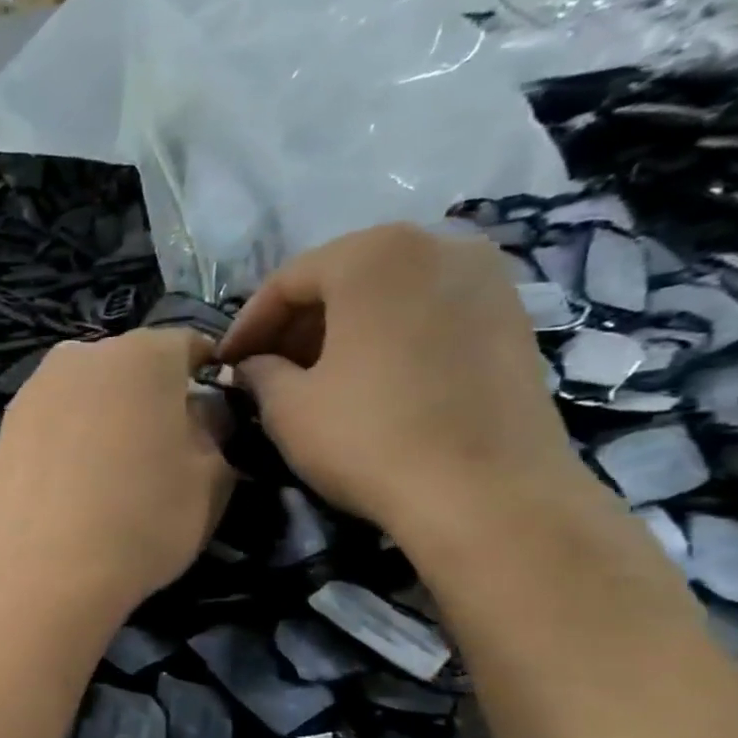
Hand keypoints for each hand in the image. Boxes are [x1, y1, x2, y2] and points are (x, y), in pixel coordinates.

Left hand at [0, 328, 234, 626]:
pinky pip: (51, 423)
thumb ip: (214, 428)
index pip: (188, 348)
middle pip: (129, 367)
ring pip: (85, 394)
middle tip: (160, 449)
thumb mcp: (213, 477)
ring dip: (103, 418)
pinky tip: (69, 485)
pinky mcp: (3, 428)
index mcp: (142, 352)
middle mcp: (80, 356)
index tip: (211, 419)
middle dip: (149, 397)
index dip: (205, 380)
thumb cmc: (142, 520)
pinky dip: (66, 441)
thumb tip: (199, 412)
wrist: (40, 571)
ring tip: (109, 472)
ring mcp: (33, 391)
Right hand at [216, 223, 587, 544]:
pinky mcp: (513, 317)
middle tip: (265, 368)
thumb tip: (253, 366)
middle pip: (342, 277)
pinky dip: (388, 336)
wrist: (487, 493)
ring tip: (313, 376)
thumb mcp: (286, 407)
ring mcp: (486, 278)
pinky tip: (368, 380)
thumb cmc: (368, 436)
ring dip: (341, 329)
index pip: (287, 281)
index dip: (247, 325)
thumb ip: (259, 372)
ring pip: (388, 293)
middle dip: (296, 323)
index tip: (225, 363)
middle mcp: (436, 245)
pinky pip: (428, 312)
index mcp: (372, 256)